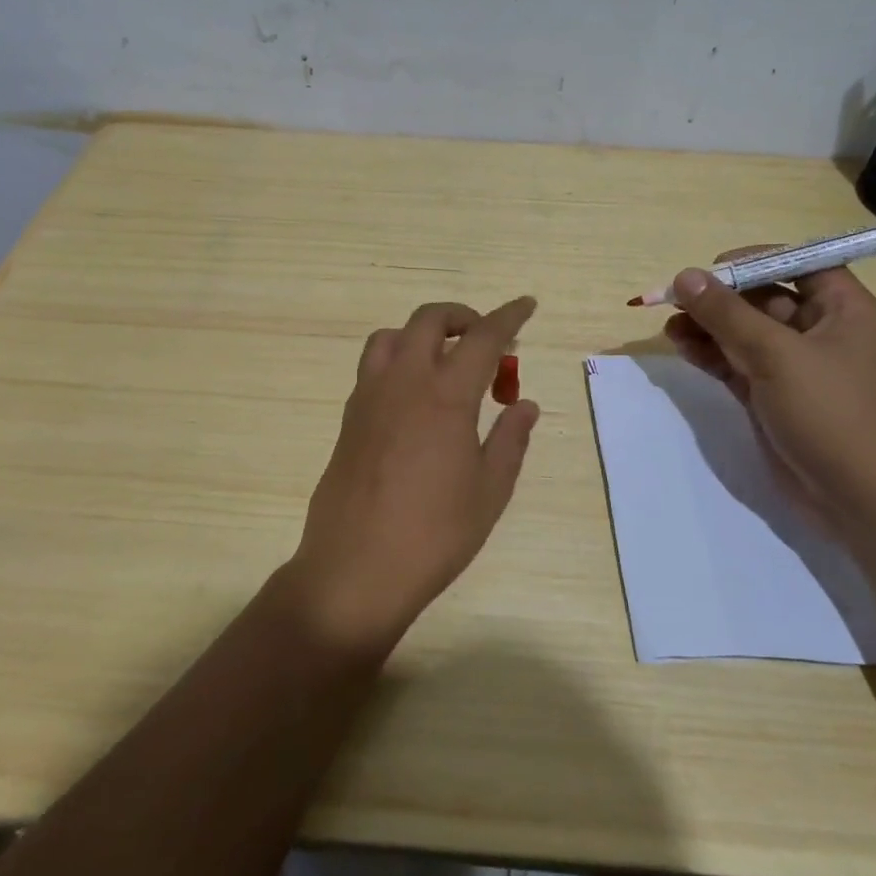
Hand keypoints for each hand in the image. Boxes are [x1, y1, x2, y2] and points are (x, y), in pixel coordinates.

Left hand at [284, 297, 540, 652]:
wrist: (354, 570)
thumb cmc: (434, 535)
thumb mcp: (489, 492)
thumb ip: (510, 440)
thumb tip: (525, 403)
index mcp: (445, 397)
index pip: (483, 337)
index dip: (508, 316)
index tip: (527, 305)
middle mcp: (403, 383)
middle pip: (429, 320)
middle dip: (463, 317)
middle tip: (486, 342)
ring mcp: (369, 397)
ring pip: (392, 336)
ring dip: (423, 334)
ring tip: (445, 365)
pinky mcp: (348, 418)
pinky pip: (373, 367)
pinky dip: (398, 361)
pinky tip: (414, 399)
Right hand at [663, 257, 875, 530]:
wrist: (857, 498)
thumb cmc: (830, 413)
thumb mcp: (776, 355)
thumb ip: (727, 314)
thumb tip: (684, 276)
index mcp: (841, 308)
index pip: (797, 263)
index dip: (755, 260)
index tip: (712, 268)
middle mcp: (818, 330)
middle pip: (762, 296)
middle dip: (719, 297)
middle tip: (676, 300)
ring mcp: (793, 365)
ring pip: (743, 331)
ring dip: (707, 326)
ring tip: (670, 327)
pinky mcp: (771, 394)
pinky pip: (735, 361)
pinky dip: (709, 353)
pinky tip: (681, 347)